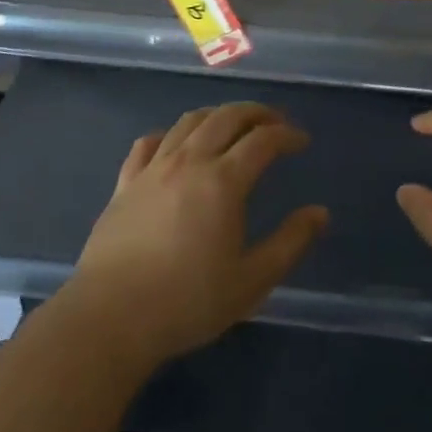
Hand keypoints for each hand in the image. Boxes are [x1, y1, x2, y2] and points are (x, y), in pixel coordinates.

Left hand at [66, 103, 326, 371]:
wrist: (110, 318)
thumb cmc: (188, 302)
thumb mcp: (252, 281)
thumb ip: (290, 243)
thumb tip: (320, 213)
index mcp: (223, 182)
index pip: (263, 140)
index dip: (287, 134)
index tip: (301, 141)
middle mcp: (189, 163)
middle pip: (226, 117)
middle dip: (256, 113)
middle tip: (275, 123)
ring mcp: (153, 169)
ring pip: (189, 122)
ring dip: (217, 115)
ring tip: (233, 127)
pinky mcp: (124, 183)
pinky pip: (149, 143)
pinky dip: (171, 134)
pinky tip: (177, 145)